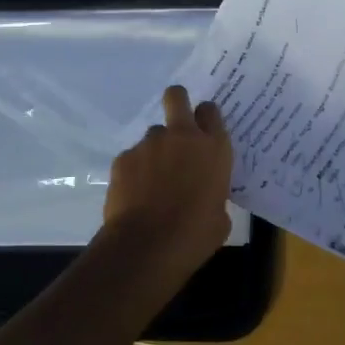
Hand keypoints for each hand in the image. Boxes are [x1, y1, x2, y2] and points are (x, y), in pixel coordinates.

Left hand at [102, 85, 233, 282]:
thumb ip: (215, 194)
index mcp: (213, 148)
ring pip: (153, 134)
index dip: (205, 117)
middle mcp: (182, 137)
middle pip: (177, 97)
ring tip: (152, 182)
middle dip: (177, 102)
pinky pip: (133, 157)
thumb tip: (206, 198)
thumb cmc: (194, 235)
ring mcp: (150, 144)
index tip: (203, 130)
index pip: (210, 111)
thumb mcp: (220, 217)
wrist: (147, 247)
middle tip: (177, 126)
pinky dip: (135, 171)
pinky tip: (135, 196)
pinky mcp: (124, 158)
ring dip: (156, 150)